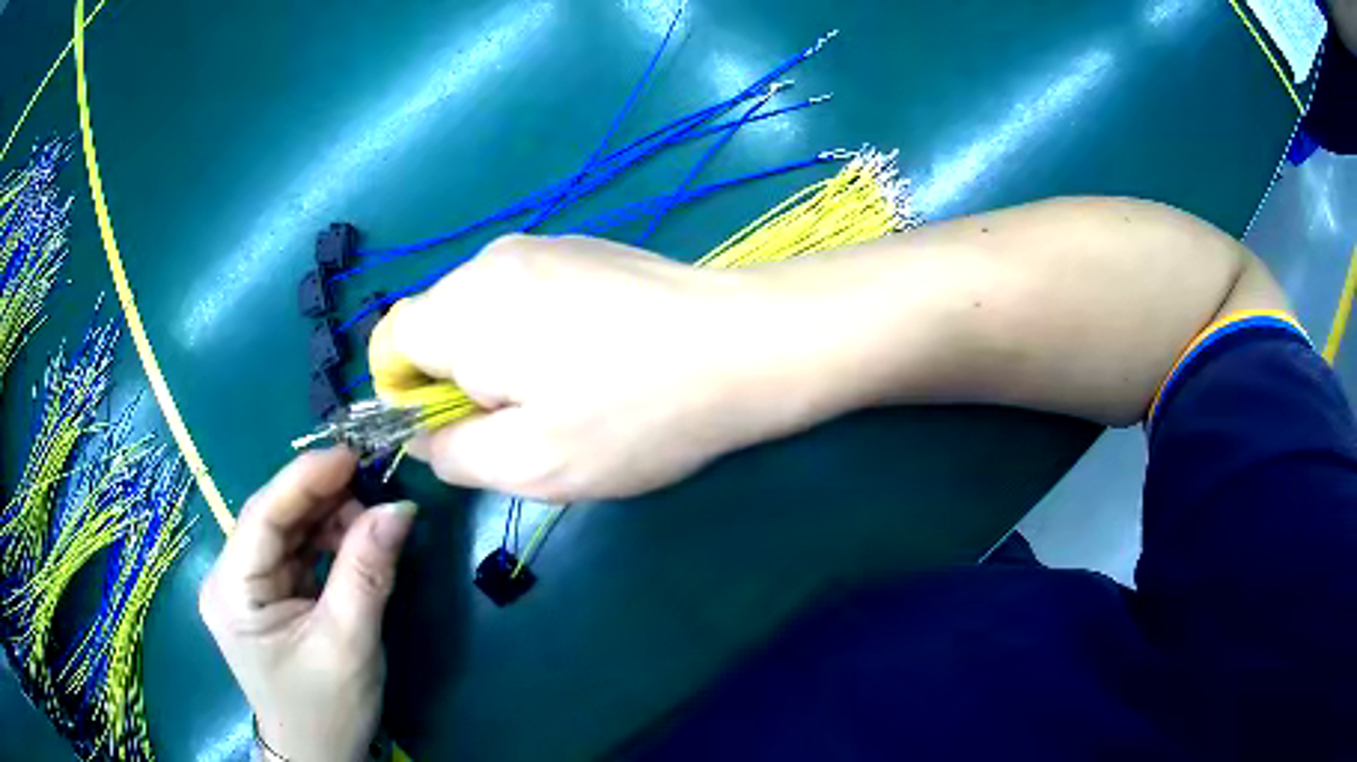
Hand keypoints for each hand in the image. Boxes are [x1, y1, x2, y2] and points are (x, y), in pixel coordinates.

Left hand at [199, 449, 416, 761]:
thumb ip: (368, 572)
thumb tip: (399, 506)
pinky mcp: (265, 595)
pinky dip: (326, 543)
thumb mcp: (350, 643)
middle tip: (374, 491)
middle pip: (273, 519)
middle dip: (323, 501)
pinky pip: (295, 553)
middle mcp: (229, 578)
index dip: (305, 479)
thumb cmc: (327, 709)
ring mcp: (245, 586)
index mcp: (232, 591)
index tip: (352, 454)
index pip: (263, 517)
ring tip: (371, 524)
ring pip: (286, 532)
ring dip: (328, 521)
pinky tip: (354, 544)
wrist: (318, 756)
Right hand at [379, 234, 831, 502]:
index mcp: (463, 307)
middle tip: (529, 421)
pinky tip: (599, 357)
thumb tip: (422, 436)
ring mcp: (542, 246)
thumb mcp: (529, 464)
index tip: (463, 429)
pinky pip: (528, 296)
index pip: (392, 345)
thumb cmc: (632, 414)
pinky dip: (539, 332)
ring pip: (486, 313)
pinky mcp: (582, 249)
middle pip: (439, 327)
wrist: (743, 346)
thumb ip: (452, 454)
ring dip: (505, 359)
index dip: (410, 395)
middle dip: (464, 381)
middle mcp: (490, 260)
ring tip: (572, 392)